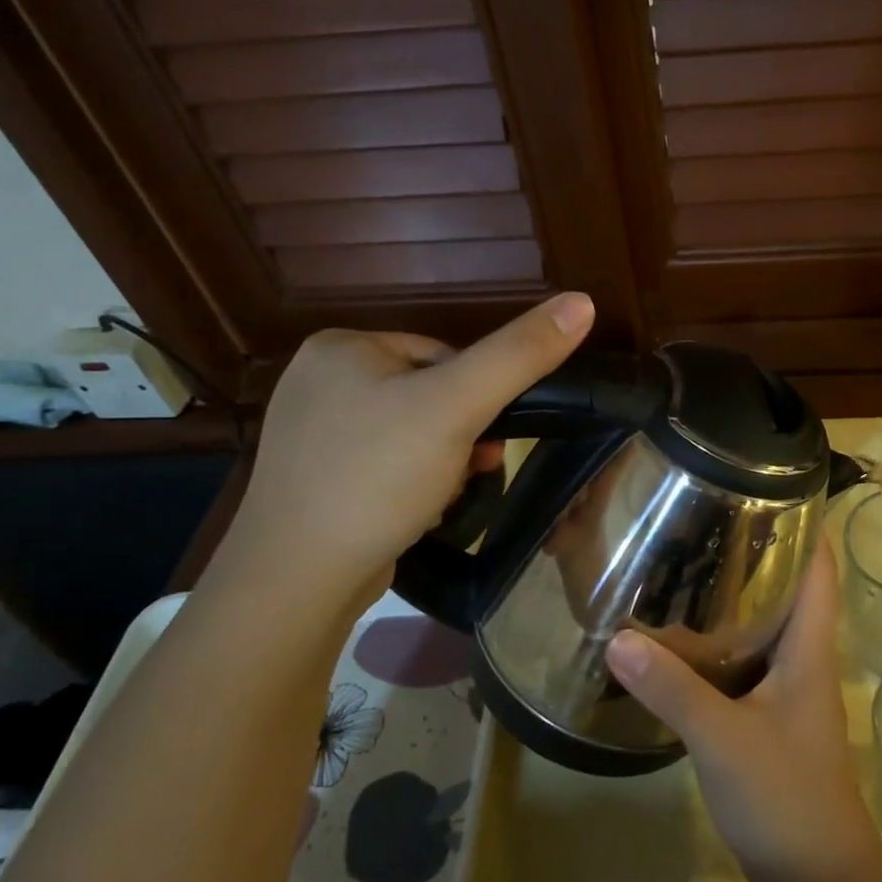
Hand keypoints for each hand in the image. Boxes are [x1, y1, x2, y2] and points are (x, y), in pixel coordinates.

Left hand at [218, 292, 594, 604]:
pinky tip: (413, 513)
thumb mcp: (458, 407)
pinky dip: (410, 486)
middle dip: (459, 437)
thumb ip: (520, 354)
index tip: (484, 438)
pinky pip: (385, 466)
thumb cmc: (378, 477)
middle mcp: (319, 380)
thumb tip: (582, 301)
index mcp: (342, 346)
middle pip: (428, 396)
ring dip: (441, 465)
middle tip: (469, 473)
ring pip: (411, 434)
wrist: (298, 580)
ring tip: (441, 499)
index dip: (476, 397)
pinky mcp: (316, 478)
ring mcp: (312, 433)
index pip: (442, 355)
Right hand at [606, 546, 881, 881]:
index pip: (819, 567)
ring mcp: (788, 690)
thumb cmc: (786, 798)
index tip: (765, 485)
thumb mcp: (723, 738)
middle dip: (755, 550)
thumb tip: (616, 638)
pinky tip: (681, 638)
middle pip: (789, 587)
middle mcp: (803, 658)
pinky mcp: (769, 718)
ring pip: (765, 625)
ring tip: (685, 562)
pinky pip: (746, 661)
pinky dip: (720, 640)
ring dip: (735, 595)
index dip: (805, 522)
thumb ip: (672, 688)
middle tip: (703, 517)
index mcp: (809, 647)